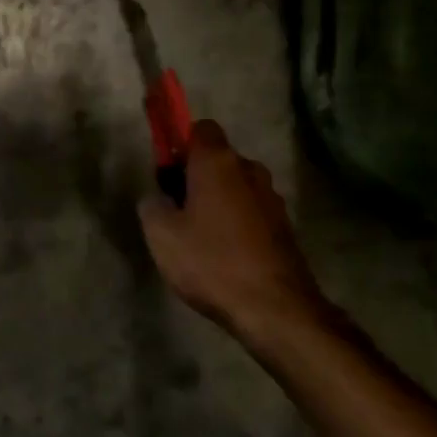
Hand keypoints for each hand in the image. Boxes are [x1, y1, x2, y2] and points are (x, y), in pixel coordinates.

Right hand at [138, 119, 325, 343]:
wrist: (276, 309)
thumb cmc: (211, 261)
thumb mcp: (161, 234)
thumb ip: (152, 205)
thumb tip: (158, 198)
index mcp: (217, 162)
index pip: (200, 127)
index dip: (180, 143)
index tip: (166, 171)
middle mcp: (249, 170)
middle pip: (218, 158)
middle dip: (197, 174)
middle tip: (176, 207)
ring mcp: (272, 199)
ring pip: (236, 186)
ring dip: (218, 200)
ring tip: (200, 235)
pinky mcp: (284, 227)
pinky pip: (251, 211)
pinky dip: (237, 222)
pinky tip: (223, 253)